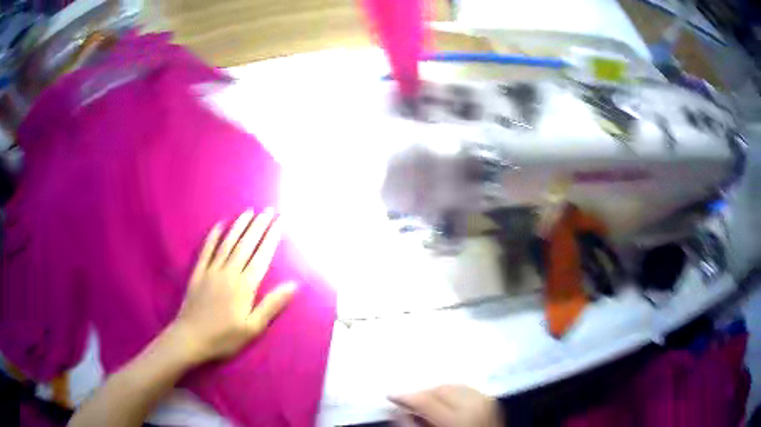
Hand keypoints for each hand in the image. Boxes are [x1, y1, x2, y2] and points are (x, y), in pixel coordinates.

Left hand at [170, 209, 296, 362]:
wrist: (190, 338)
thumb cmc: (224, 338)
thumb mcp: (253, 328)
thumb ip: (272, 305)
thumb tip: (293, 284)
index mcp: (245, 286)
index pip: (262, 257)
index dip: (271, 238)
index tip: (280, 222)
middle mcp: (229, 273)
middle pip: (246, 245)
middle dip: (258, 226)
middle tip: (268, 210)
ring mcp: (211, 271)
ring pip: (227, 243)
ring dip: (239, 226)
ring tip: (249, 211)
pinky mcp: (198, 273)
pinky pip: (206, 250)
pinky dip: (213, 236)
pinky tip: (219, 225)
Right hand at [390, 385, 502, 426]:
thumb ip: (412, 423)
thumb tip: (396, 409)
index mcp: (458, 416)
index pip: (426, 399)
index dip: (405, 396)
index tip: (391, 395)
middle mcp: (474, 403)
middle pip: (440, 389)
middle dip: (422, 393)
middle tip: (408, 401)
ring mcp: (486, 400)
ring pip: (453, 385)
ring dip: (437, 391)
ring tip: (426, 402)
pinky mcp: (492, 399)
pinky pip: (467, 388)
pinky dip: (454, 392)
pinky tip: (447, 400)